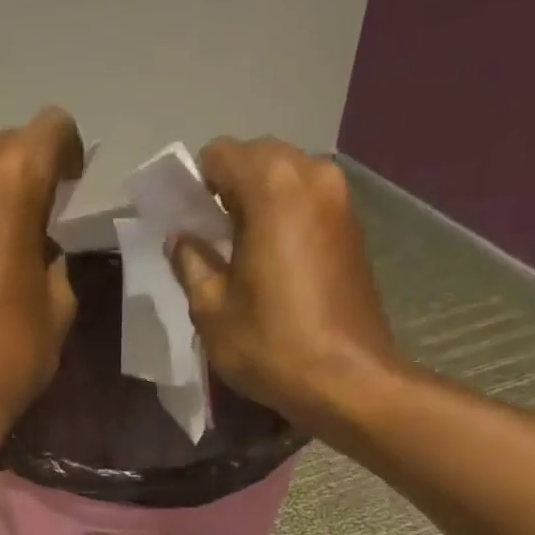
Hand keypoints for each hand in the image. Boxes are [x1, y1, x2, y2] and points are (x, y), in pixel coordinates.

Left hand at [0, 108, 84, 462]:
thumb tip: (39, 248)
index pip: (51, 130)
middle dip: (26, 180)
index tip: (73, 192)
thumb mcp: (57, 309)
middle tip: (38, 230)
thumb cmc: (6, 358)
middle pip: (2, 151)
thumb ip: (54, 259)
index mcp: (7, 181)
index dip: (70, 156)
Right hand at [166, 138, 399, 435]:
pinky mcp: (353, 228)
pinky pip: (306, 205)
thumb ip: (190, 263)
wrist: (346, 380)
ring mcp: (340, 199)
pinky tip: (271, 266)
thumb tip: (182, 239)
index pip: (219, 155)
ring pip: (284, 180)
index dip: (194, 186)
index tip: (185, 224)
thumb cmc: (271, 345)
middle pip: (256, 159)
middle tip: (210, 243)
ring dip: (256, 206)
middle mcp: (312, 175)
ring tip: (240, 257)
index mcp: (272, 186)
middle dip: (226, 192)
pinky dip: (283, 221)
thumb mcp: (211, 310)